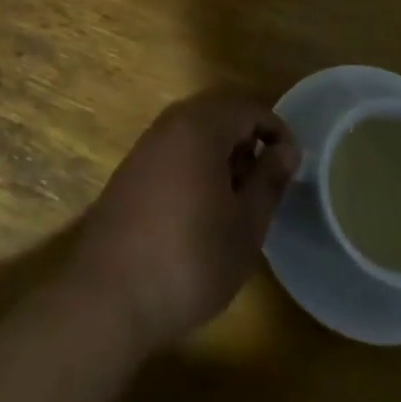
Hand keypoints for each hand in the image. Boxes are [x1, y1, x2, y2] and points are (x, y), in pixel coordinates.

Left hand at [69, 91, 298, 352]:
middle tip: (265, 181)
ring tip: (237, 199)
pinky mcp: (132, 168)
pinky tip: (202, 208)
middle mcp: (171, 122)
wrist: (108, 295)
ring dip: (223, 151)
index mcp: (201, 125)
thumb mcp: (246, 226)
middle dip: (248, 137)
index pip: (248, 106)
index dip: (277, 130)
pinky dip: (197, 162)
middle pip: (220, 111)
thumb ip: (269, 180)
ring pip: (196, 129)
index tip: (292, 166)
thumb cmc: (190, 259)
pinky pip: (175, 147)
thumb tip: (287, 150)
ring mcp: (147, 144)